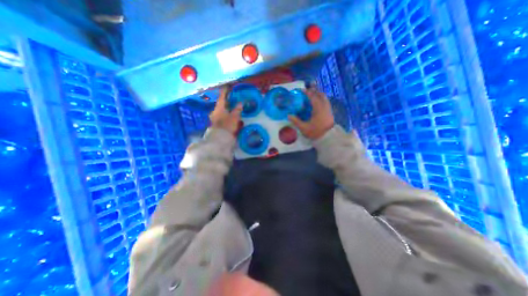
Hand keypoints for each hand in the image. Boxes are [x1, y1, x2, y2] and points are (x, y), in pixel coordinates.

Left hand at [211, 86, 242, 134]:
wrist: (221, 138)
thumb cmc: (227, 125)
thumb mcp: (234, 116)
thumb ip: (237, 109)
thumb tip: (240, 103)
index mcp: (219, 108)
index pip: (222, 97)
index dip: (225, 91)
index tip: (229, 87)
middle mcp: (216, 112)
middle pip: (222, 105)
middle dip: (228, 102)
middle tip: (234, 99)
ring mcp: (216, 119)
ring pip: (223, 112)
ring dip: (229, 110)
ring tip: (236, 109)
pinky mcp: (218, 125)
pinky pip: (224, 118)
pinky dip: (229, 117)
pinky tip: (234, 118)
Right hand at [288, 88, 332, 139]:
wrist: (328, 138)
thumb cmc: (316, 132)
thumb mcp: (304, 128)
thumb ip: (296, 121)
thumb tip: (289, 115)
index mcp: (318, 108)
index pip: (312, 96)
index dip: (305, 92)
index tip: (299, 90)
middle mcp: (324, 106)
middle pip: (320, 94)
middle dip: (313, 90)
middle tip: (306, 90)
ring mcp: (328, 108)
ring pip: (324, 97)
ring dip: (318, 94)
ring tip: (312, 94)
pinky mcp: (330, 112)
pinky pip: (325, 101)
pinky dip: (321, 99)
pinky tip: (317, 102)